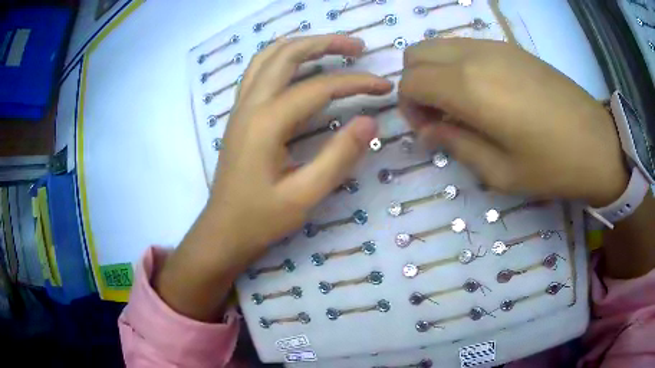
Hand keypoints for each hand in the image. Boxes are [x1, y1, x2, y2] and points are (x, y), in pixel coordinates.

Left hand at [155, 35, 391, 319]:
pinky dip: (282, 57)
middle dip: (325, 43)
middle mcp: (250, 104)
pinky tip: (298, 64)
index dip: (356, 82)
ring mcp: (241, 106)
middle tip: (358, 47)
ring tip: (331, 47)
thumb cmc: (261, 218)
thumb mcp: (305, 196)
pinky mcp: (240, 114)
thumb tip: (370, 121)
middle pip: (287, 54)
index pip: (319, 88)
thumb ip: (339, 157)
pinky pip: (258, 71)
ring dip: (301, 45)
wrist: (223, 230)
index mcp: (267, 123)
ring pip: (268, 56)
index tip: (384, 87)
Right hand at [399, 38, 627, 206]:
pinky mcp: (511, 47)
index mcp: (470, 87)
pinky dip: (458, 65)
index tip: (427, 130)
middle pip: (417, 54)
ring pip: (440, 45)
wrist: (598, 143)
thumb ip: (455, 145)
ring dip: (436, 72)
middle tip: (438, 115)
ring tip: (461, 105)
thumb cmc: (552, 166)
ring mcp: (495, 46)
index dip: (408, 106)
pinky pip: (465, 46)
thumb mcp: (499, 172)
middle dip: (416, 84)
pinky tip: (483, 92)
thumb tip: (429, 130)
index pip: (411, 81)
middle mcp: (475, 56)